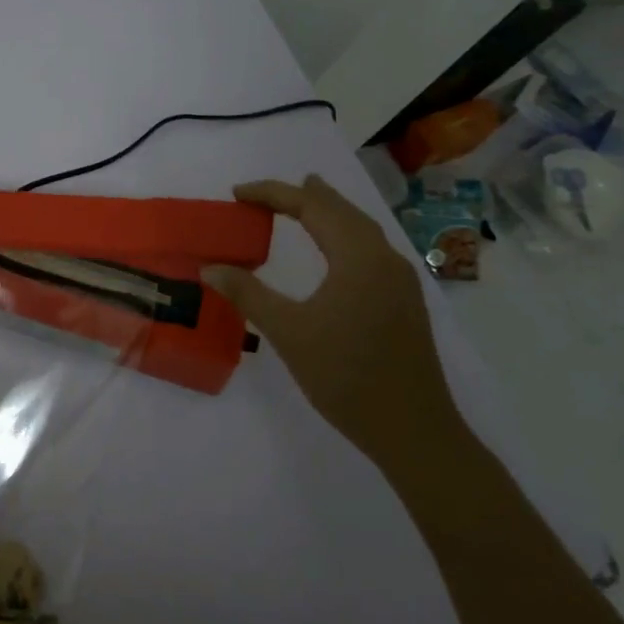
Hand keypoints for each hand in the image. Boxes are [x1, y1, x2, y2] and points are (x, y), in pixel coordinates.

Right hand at [203, 175, 466, 480]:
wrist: (413, 431)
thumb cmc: (346, 377)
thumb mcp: (288, 333)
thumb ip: (248, 294)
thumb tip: (210, 268)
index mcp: (358, 258)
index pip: (312, 208)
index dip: (273, 194)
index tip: (237, 193)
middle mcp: (384, 259)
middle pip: (342, 211)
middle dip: (303, 195)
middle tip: (266, 192)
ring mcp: (399, 281)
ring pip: (360, 229)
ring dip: (328, 212)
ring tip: (304, 200)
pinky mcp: (403, 301)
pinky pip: (370, 248)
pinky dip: (344, 234)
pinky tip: (335, 248)